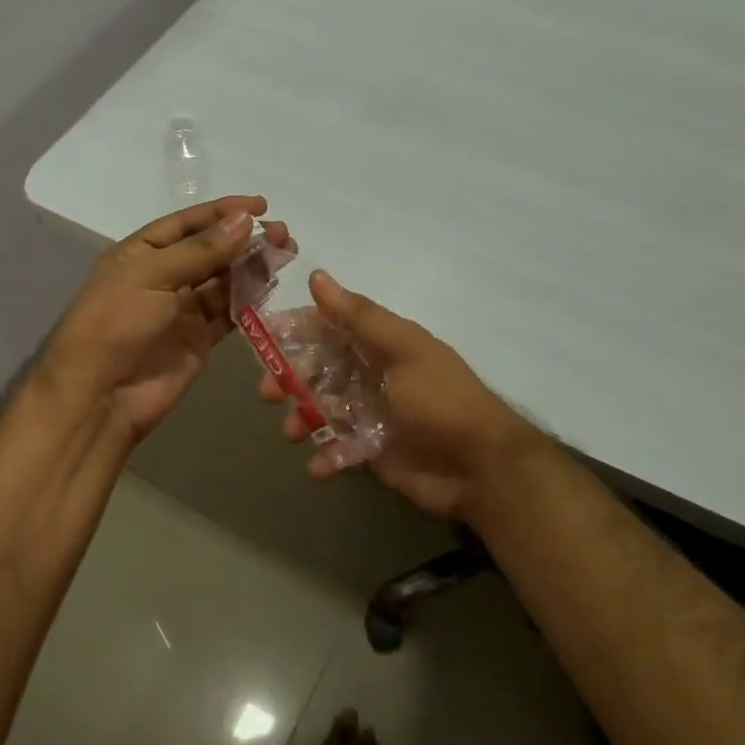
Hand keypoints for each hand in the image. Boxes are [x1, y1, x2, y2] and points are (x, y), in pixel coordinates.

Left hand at [45, 196, 291, 441]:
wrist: (101, 396)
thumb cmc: (117, 324)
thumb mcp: (152, 276)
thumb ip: (201, 250)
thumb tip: (245, 220)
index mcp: (142, 253)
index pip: (187, 223)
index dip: (222, 212)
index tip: (261, 205)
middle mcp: (164, 276)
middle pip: (211, 250)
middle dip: (245, 239)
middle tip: (283, 233)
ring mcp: (182, 309)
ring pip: (224, 280)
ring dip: (252, 266)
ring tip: (286, 254)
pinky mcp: (199, 339)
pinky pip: (229, 312)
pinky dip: (250, 299)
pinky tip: (271, 285)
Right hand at [258, 271, 541, 519]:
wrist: (482, 468)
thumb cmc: (440, 400)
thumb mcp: (403, 350)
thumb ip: (360, 317)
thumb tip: (317, 276)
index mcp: (380, 345)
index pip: (329, 328)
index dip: (296, 331)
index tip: (263, 339)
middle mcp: (371, 375)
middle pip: (317, 369)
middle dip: (289, 379)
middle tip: (267, 394)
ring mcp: (371, 415)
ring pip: (321, 409)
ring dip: (301, 419)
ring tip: (293, 433)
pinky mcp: (372, 452)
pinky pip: (338, 449)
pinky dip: (326, 457)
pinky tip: (320, 466)